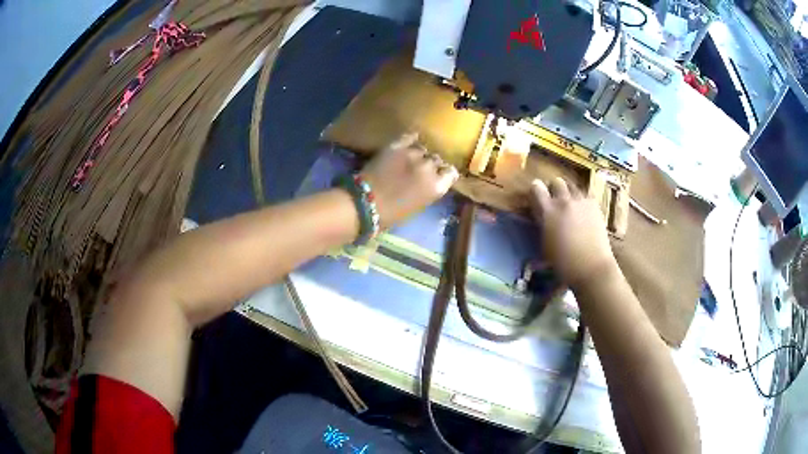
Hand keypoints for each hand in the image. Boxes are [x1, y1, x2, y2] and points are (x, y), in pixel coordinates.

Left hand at [360, 133, 458, 228]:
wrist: (365, 204)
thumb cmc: (392, 214)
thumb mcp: (419, 205)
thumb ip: (429, 190)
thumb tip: (431, 181)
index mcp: (437, 187)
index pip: (451, 173)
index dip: (445, 173)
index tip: (439, 175)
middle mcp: (429, 168)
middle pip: (436, 160)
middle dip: (431, 164)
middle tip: (421, 170)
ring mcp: (413, 155)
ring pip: (423, 149)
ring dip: (419, 154)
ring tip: (411, 158)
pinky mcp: (396, 146)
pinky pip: (409, 137)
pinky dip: (411, 139)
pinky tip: (410, 140)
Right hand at [529, 178, 616, 288]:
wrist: (591, 267)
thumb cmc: (563, 263)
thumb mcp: (545, 245)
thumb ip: (543, 225)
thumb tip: (541, 217)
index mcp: (548, 212)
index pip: (536, 188)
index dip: (535, 190)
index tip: (536, 196)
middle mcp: (564, 201)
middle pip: (556, 182)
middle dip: (553, 188)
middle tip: (554, 200)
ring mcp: (581, 201)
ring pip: (572, 186)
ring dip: (568, 192)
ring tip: (570, 204)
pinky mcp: (594, 205)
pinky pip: (585, 195)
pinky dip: (582, 200)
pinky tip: (583, 212)